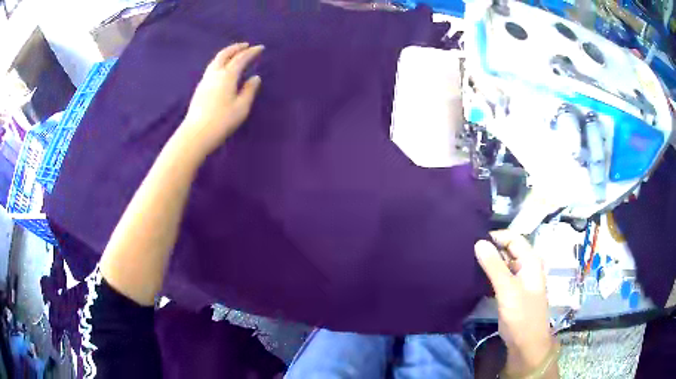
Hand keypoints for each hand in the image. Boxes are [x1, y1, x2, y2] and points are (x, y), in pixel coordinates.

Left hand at [180, 43, 263, 158]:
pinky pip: (211, 68)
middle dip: (236, 48)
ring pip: (216, 60)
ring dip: (226, 54)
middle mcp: (215, 74)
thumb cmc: (222, 121)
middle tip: (246, 45)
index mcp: (227, 76)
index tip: (260, 48)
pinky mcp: (200, 88)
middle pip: (225, 54)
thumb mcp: (241, 107)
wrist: (196, 133)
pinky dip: (220, 62)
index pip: (241, 59)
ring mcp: (205, 80)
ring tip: (234, 54)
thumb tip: (255, 78)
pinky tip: (222, 69)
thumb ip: (249, 90)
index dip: (251, 52)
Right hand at [474, 230, 554, 375]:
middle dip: (491, 248)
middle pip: (509, 249)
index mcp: (531, 261)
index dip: (496, 236)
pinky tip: (476, 276)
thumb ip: (494, 266)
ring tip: (468, 261)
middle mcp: (527, 266)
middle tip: (467, 250)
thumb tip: (479, 242)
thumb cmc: (521, 315)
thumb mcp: (508, 290)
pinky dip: (490, 274)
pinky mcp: (512, 291)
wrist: (526, 343)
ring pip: (504, 263)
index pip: (513, 238)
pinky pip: (501, 276)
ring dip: (489, 261)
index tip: (474, 240)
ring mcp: (520, 279)